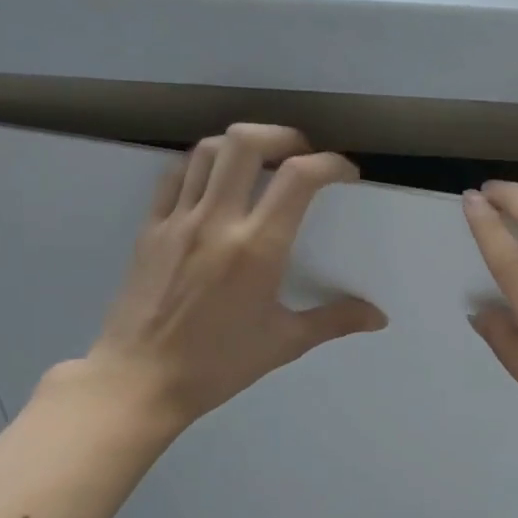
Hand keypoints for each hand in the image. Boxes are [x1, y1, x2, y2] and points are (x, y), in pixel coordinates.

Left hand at [72, 124, 386, 428]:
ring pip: (207, 150)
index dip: (331, 164)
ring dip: (241, 144)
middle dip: (283, 136)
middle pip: (246, 143)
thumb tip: (378, 318)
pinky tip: (215, 183)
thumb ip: (334, 321)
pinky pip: (175, 176)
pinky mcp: (149, 228)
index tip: (345, 174)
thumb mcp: (284, 343)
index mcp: (257, 248)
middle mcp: (217, 221)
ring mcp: (178, 220)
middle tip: (301, 153)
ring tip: (260, 161)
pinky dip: (201, 165)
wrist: (139, 381)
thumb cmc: (217, 365)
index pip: (299, 178)